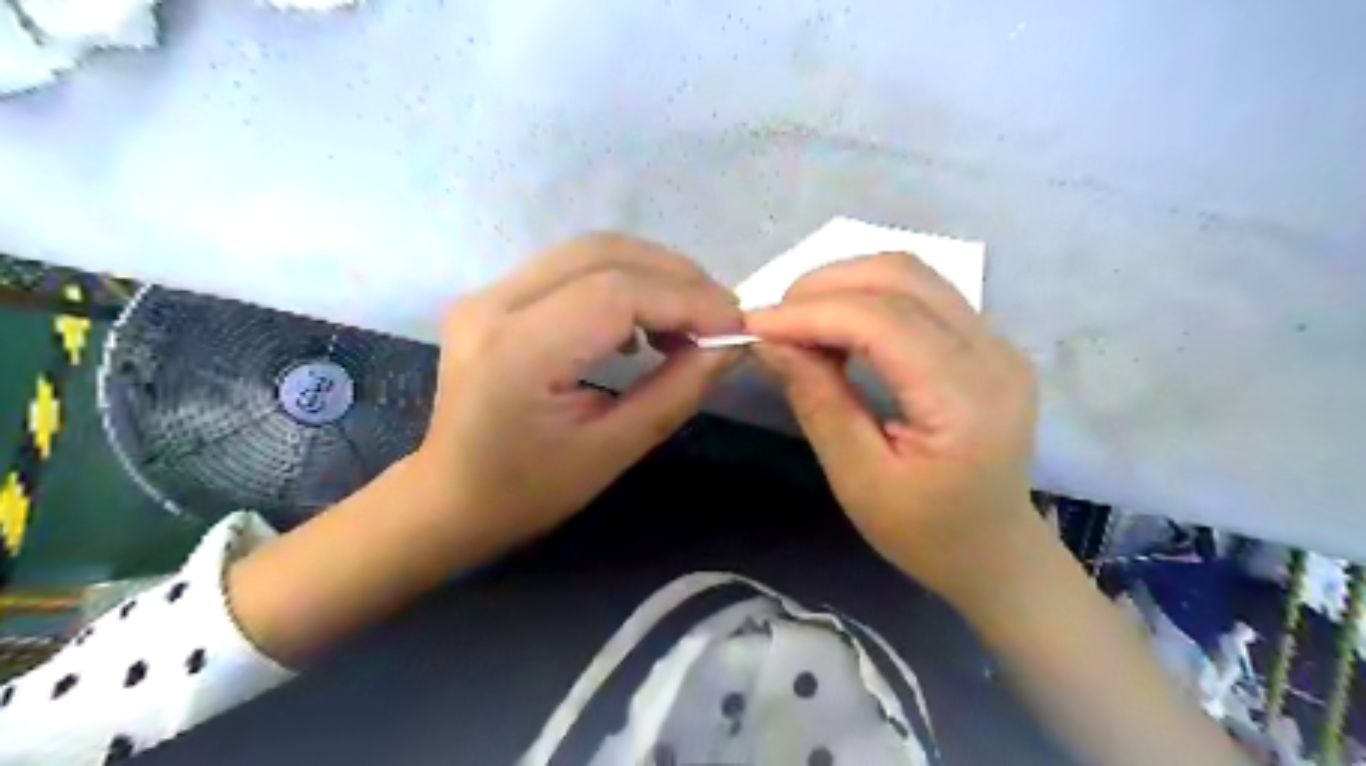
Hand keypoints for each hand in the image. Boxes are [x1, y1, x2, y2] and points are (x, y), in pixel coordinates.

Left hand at [411, 233, 742, 555]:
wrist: (448, 499)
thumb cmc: (527, 492)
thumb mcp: (612, 452)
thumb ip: (676, 392)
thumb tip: (729, 347)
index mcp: (519, 352)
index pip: (618, 293)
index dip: (687, 300)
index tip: (736, 325)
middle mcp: (495, 304)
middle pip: (604, 254)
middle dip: (677, 277)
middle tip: (721, 315)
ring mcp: (488, 293)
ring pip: (589, 251)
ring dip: (652, 275)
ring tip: (689, 320)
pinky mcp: (494, 297)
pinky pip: (571, 268)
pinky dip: (622, 282)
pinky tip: (640, 325)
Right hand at [744, 254, 1041, 600]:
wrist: (993, 551)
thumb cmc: (923, 532)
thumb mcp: (858, 479)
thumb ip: (817, 401)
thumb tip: (769, 342)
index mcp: (965, 401)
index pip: (882, 322)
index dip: (811, 313)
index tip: (753, 324)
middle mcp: (994, 354)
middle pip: (902, 277)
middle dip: (825, 286)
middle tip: (774, 320)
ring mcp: (999, 342)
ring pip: (913, 274)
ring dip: (846, 284)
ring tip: (799, 320)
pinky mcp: (989, 341)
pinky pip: (922, 294)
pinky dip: (869, 296)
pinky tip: (837, 324)